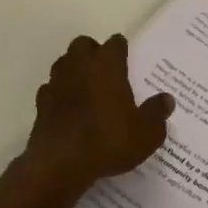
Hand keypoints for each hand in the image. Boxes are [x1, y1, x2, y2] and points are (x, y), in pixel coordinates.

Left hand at [18, 35, 172, 196]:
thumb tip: (167, 99)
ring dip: (74, 70)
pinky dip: (60, 94)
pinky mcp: (41, 103)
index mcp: (107, 64)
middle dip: (94, 53)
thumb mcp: (146, 133)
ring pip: (64, 63)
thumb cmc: (108, 140)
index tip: (129, 61)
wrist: (59, 164)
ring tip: (88, 90)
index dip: (122, 50)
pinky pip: (51, 89)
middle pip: (84, 45)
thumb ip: (156, 113)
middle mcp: (79, 65)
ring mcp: (56, 82)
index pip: (115, 43)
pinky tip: (69, 110)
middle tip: (107, 73)